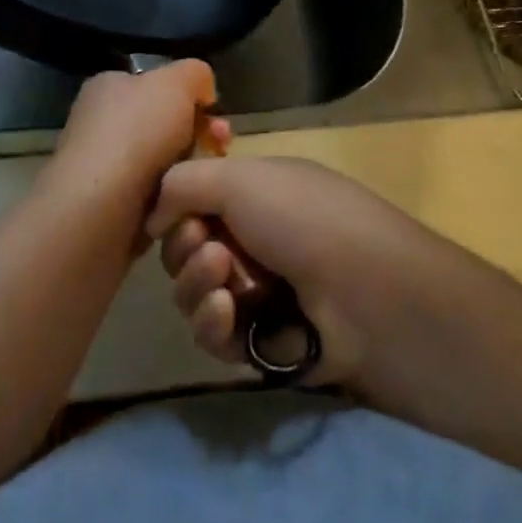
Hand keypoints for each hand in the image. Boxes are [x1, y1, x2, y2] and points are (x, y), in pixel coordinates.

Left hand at [44, 62, 226, 214]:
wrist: (98, 210)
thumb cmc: (135, 133)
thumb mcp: (175, 82)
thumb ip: (195, 74)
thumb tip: (202, 91)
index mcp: (108, 87)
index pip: (157, 85)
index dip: (191, 97)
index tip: (215, 114)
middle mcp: (101, 123)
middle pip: (165, 125)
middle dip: (200, 135)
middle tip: (222, 146)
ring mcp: (104, 167)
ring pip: (165, 164)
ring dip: (190, 170)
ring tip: (206, 180)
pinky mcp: (110, 207)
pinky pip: (155, 198)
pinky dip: (173, 200)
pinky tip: (185, 205)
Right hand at [147, 156, 465, 391]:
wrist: (369, 295)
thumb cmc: (304, 219)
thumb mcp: (238, 179)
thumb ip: (180, 184)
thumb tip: (152, 214)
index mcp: (257, 193)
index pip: (194, 200)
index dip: (178, 208)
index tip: (176, 213)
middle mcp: (255, 239)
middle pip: (186, 247)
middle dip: (185, 248)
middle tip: (208, 249)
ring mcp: (260, 292)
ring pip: (194, 293)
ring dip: (195, 285)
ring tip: (222, 282)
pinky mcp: (262, 343)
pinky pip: (214, 335)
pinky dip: (212, 323)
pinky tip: (225, 313)